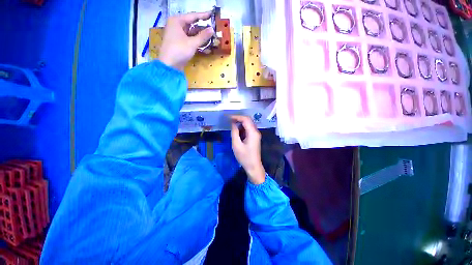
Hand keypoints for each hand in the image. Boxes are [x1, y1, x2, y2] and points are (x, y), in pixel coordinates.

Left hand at [158, 12, 213, 70]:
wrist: (169, 65)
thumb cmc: (179, 50)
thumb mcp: (192, 43)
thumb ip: (203, 36)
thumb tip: (212, 29)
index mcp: (177, 21)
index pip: (192, 16)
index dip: (203, 16)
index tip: (212, 14)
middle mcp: (176, 26)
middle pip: (192, 25)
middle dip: (203, 28)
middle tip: (213, 28)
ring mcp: (177, 35)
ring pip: (191, 33)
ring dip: (201, 36)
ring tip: (211, 37)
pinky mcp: (179, 43)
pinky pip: (190, 40)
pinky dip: (197, 42)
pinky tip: (205, 45)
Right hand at [231, 115, 265, 184]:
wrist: (253, 166)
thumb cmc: (244, 157)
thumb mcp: (236, 145)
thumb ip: (234, 132)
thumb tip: (233, 123)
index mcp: (253, 132)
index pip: (246, 119)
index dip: (237, 117)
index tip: (228, 118)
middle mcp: (256, 131)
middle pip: (248, 120)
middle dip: (239, 119)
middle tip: (229, 121)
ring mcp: (256, 134)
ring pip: (248, 124)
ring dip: (240, 123)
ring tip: (232, 126)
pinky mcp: (255, 137)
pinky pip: (248, 129)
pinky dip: (242, 128)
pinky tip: (237, 132)